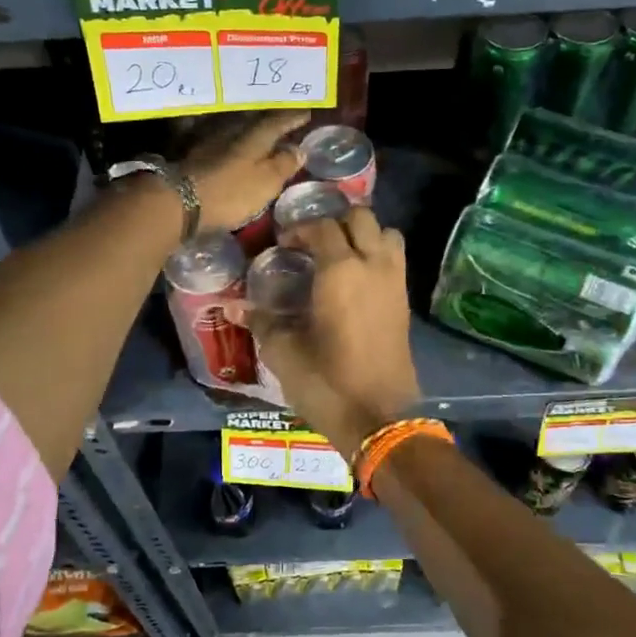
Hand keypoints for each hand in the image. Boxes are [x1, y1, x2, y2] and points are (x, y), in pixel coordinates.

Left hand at [178, 110, 308, 233]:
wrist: (179, 201)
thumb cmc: (231, 192)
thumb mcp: (266, 182)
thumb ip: (284, 164)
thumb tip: (299, 149)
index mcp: (254, 136)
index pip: (278, 122)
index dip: (292, 118)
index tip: (305, 113)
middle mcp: (232, 131)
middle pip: (255, 122)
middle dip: (270, 121)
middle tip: (284, 121)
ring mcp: (210, 142)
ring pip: (236, 130)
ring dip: (249, 131)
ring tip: (262, 136)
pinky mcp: (194, 156)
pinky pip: (220, 142)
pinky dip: (231, 144)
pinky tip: (233, 150)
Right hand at [245, 208, 421, 457]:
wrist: (379, 418)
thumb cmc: (326, 381)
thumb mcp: (284, 351)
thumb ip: (261, 321)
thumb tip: (231, 306)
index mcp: (341, 270)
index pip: (322, 227)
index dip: (299, 229)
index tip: (282, 245)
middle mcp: (373, 265)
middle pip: (361, 218)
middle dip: (335, 222)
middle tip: (312, 243)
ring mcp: (394, 282)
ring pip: (386, 234)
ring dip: (364, 235)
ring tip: (339, 254)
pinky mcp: (404, 302)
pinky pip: (394, 260)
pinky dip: (377, 255)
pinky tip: (355, 280)